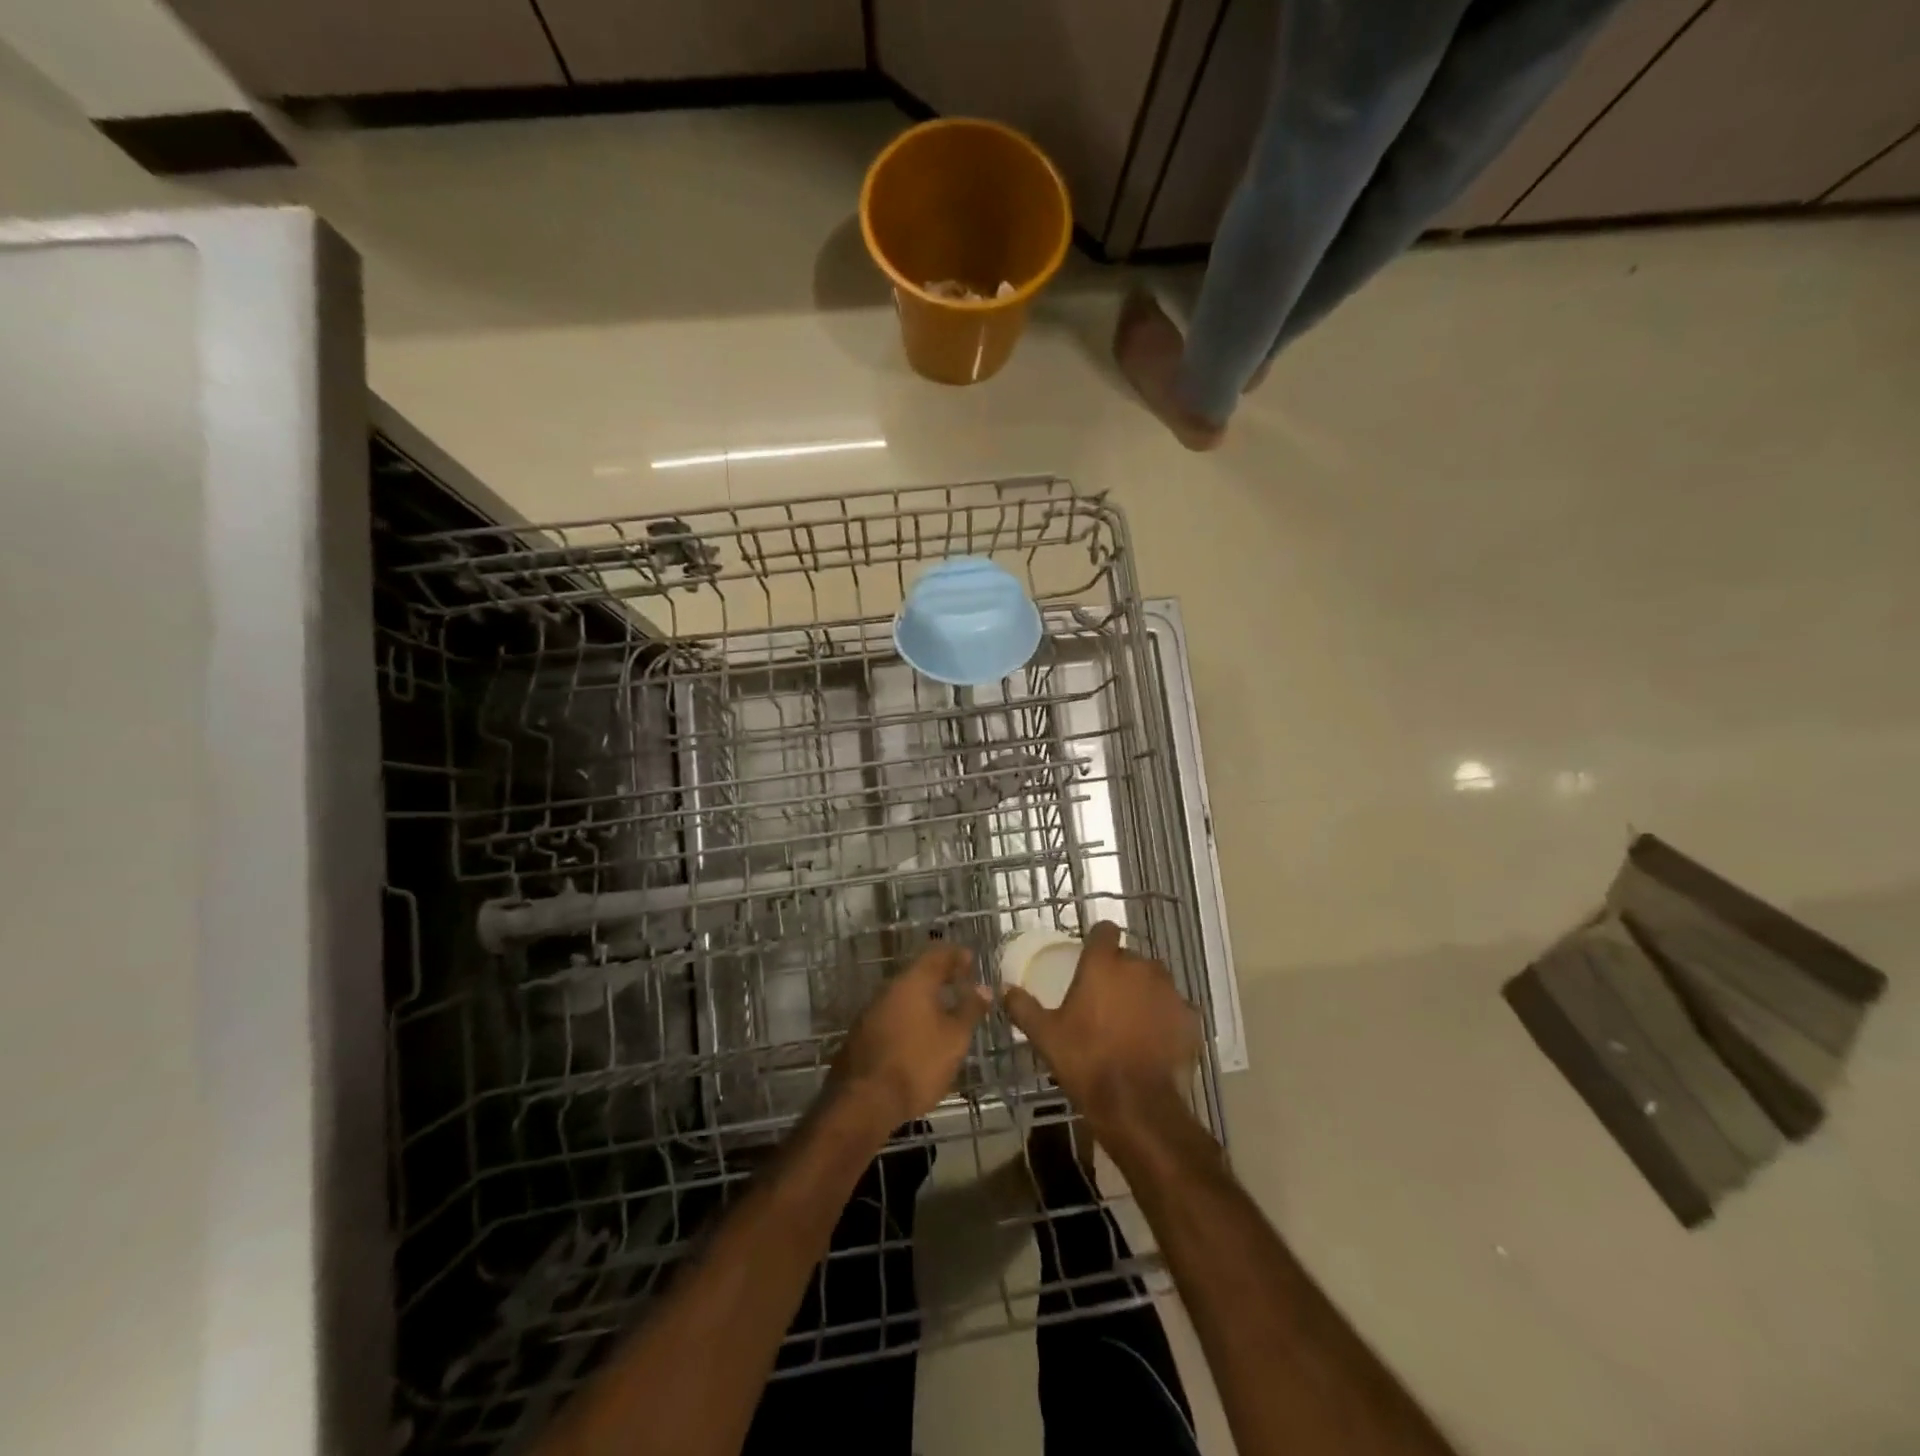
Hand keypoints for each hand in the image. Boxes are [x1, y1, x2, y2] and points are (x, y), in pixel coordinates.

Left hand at [829, 943, 990, 1131]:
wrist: (863, 1101)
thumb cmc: (917, 1063)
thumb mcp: (954, 1038)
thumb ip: (970, 1009)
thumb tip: (983, 988)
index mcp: (913, 982)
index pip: (937, 954)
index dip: (956, 955)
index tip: (971, 960)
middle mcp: (889, 988)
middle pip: (918, 973)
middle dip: (940, 977)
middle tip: (961, 985)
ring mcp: (871, 1011)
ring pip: (903, 995)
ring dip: (924, 998)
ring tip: (944, 1011)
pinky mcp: (861, 1034)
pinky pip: (892, 1014)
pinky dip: (910, 1017)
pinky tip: (919, 1034)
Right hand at [1002, 922, 1200, 1132]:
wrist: (1137, 1105)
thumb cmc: (1086, 1061)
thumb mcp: (1045, 1036)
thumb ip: (1023, 1007)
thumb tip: (1005, 989)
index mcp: (1104, 963)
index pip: (1104, 930)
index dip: (1098, 941)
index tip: (1091, 958)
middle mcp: (1140, 966)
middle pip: (1130, 958)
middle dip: (1120, 973)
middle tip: (1106, 1002)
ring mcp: (1170, 991)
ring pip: (1155, 982)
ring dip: (1145, 994)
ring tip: (1132, 1023)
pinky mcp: (1191, 1017)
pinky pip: (1175, 1009)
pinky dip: (1166, 1019)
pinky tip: (1155, 1041)